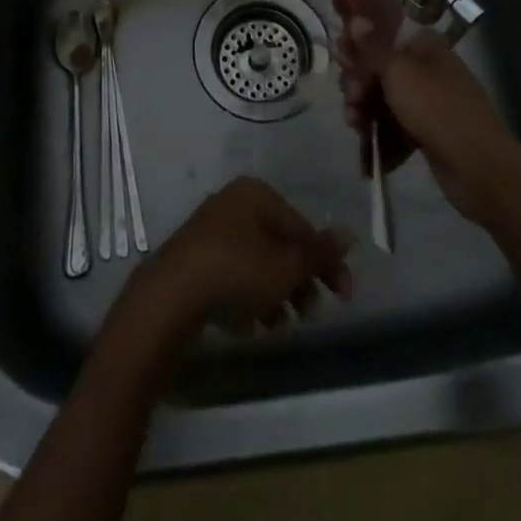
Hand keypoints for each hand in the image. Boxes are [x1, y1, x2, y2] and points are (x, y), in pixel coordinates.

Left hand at [139, 177, 352, 333]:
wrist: (171, 296)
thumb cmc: (237, 271)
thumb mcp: (286, 265)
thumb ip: (319, 252)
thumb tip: (349, 234)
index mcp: (256, 194)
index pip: (302, 227)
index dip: (326, 263)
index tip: (343, 298)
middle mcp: (232, 204)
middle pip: (279, 245)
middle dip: (299, 282)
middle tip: (309, 316)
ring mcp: (210, 232)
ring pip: (256, 263)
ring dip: (275, 295)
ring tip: (279, 325)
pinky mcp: (194, 260)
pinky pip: (232, 276)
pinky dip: (247, 298)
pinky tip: (250, 326)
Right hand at [333, 0, 520, 222]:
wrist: (480, 169)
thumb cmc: (437, 109)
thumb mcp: (399, 73)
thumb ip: (373, 47)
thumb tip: (356, 18)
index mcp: (424, 46)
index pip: (383, 35)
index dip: (359, 46)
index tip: (342, 60)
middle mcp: (426, 69)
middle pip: (379, 70)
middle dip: (359, 85)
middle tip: (351, 101)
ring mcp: (428, 103)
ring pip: (384, 101)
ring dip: (365, 113)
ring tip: (357, 128)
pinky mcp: (427, 133)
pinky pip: (395, 127)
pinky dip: (382, 137)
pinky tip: (370, 154)